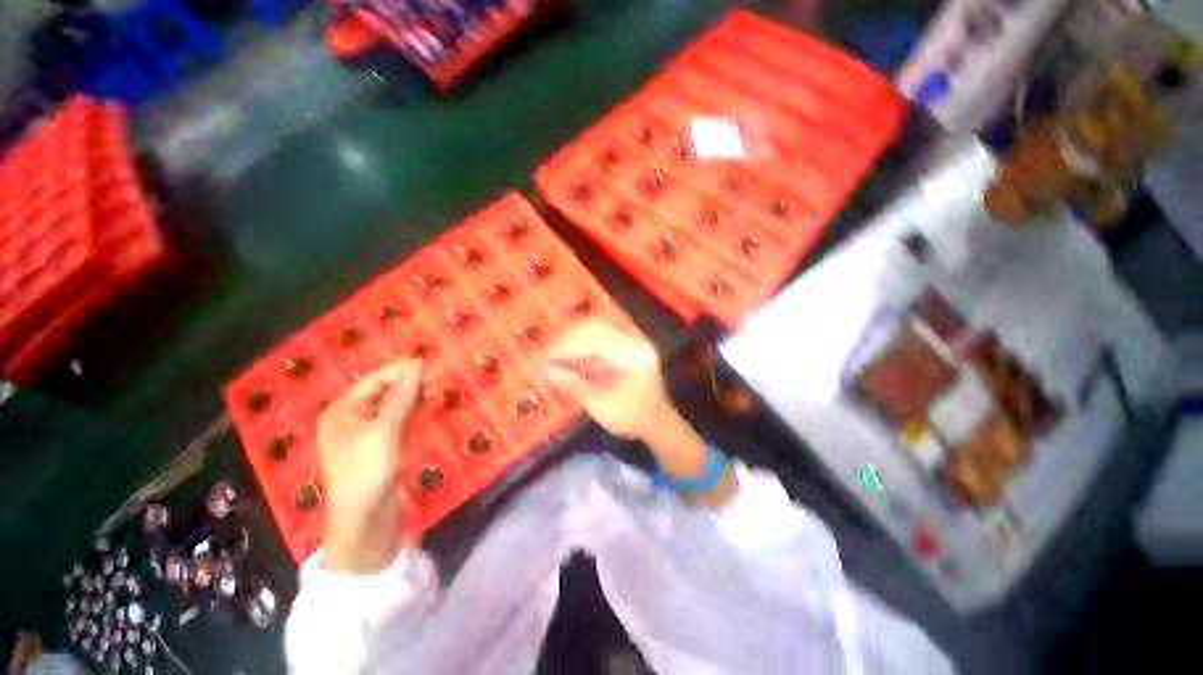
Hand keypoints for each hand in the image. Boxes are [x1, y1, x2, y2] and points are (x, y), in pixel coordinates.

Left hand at [316, 360, 422, 573]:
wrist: (366, 521)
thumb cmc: (367, 472)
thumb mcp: (386, 431)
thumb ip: (402, 396)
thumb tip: (417, 365)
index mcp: (342, 411)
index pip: (374, 380)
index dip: (401, 370)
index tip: (430, 364)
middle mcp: (352, 418)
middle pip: (384, 391)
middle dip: (409, 383)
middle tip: (437, 380)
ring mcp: (368, 433)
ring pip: (394, 405)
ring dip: (414, 396)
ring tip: (437, 390)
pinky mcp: (382, 445)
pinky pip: (399, 419)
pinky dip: (413, 410)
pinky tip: (428, 404)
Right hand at [544, 320, 736, 506]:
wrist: (658, 423)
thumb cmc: (633, 419)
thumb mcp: (602, 408)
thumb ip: (575, 387)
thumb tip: (545, 372)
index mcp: (634, 355)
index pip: (596, 338)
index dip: (568, 346)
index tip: (546, 359)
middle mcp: (635, 341)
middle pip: (596, 326)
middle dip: (568, 340)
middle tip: (549, 356)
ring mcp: (632, 342)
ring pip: (596, 329)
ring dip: (573, 341)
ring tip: (555, 357)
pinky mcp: (626, 347)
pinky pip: (600, 339)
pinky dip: (582, 348)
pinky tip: (569, 360)